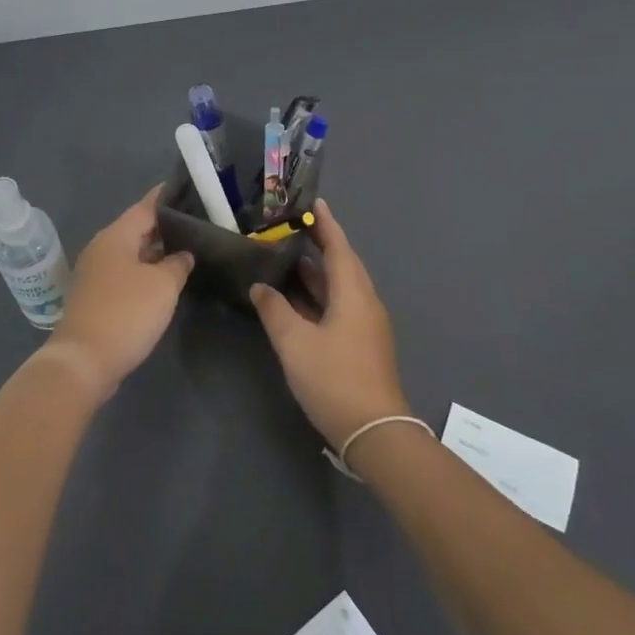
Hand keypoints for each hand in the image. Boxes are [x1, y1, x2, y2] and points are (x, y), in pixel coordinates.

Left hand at [44, 185, 194, 401]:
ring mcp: (96, 273)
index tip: (190, 190)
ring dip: (156, 252)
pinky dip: (146, 271)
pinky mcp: (96, 296)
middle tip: (198, 223)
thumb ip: (177, 265)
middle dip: (166, 227)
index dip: (167, 198)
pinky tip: (166, 279)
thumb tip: (183, 255)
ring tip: (188, 249)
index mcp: (115, 236)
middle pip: (137, 229)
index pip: (146, 207)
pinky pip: (126, 273)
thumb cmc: (126, 314)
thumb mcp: (163, 286)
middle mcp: (102, 248)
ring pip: (132, 253)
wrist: (84, 361)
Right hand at [249, 199, 409, 448]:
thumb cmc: (334, 378)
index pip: (338, 247)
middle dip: (319, 244)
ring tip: (287, 257)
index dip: (325, 224)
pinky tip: (297, 299)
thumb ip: (274, 310)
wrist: (374, 431)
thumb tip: (260, 287)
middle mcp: (364, 302)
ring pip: (339, 286)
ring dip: (316, 271)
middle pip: (341, 263)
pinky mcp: (362, 343)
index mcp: (353, 293)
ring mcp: (365, 325)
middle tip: (291, 228)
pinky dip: (318, 294)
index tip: (313, 203)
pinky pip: (339, 305)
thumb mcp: (295, 342)